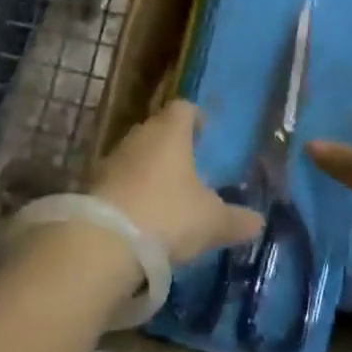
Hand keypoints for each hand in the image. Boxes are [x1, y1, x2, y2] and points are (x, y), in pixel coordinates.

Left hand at [93, 100, 264, 264]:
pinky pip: (118, 180)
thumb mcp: (211, 221)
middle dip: (172, 144)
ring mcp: (112, 159)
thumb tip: (259, 222)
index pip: (183, 108)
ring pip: (136, 155)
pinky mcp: (92, 186)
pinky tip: (140, 215)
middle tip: (188, 164)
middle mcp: (140, 136)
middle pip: (158, 129)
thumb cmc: (167, 215)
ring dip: (149, 169)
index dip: (195, 116)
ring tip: (166, 193)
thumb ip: (236, 220)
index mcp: (170, 132)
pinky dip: (130, 191)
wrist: (102, 243)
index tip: (204, 130)